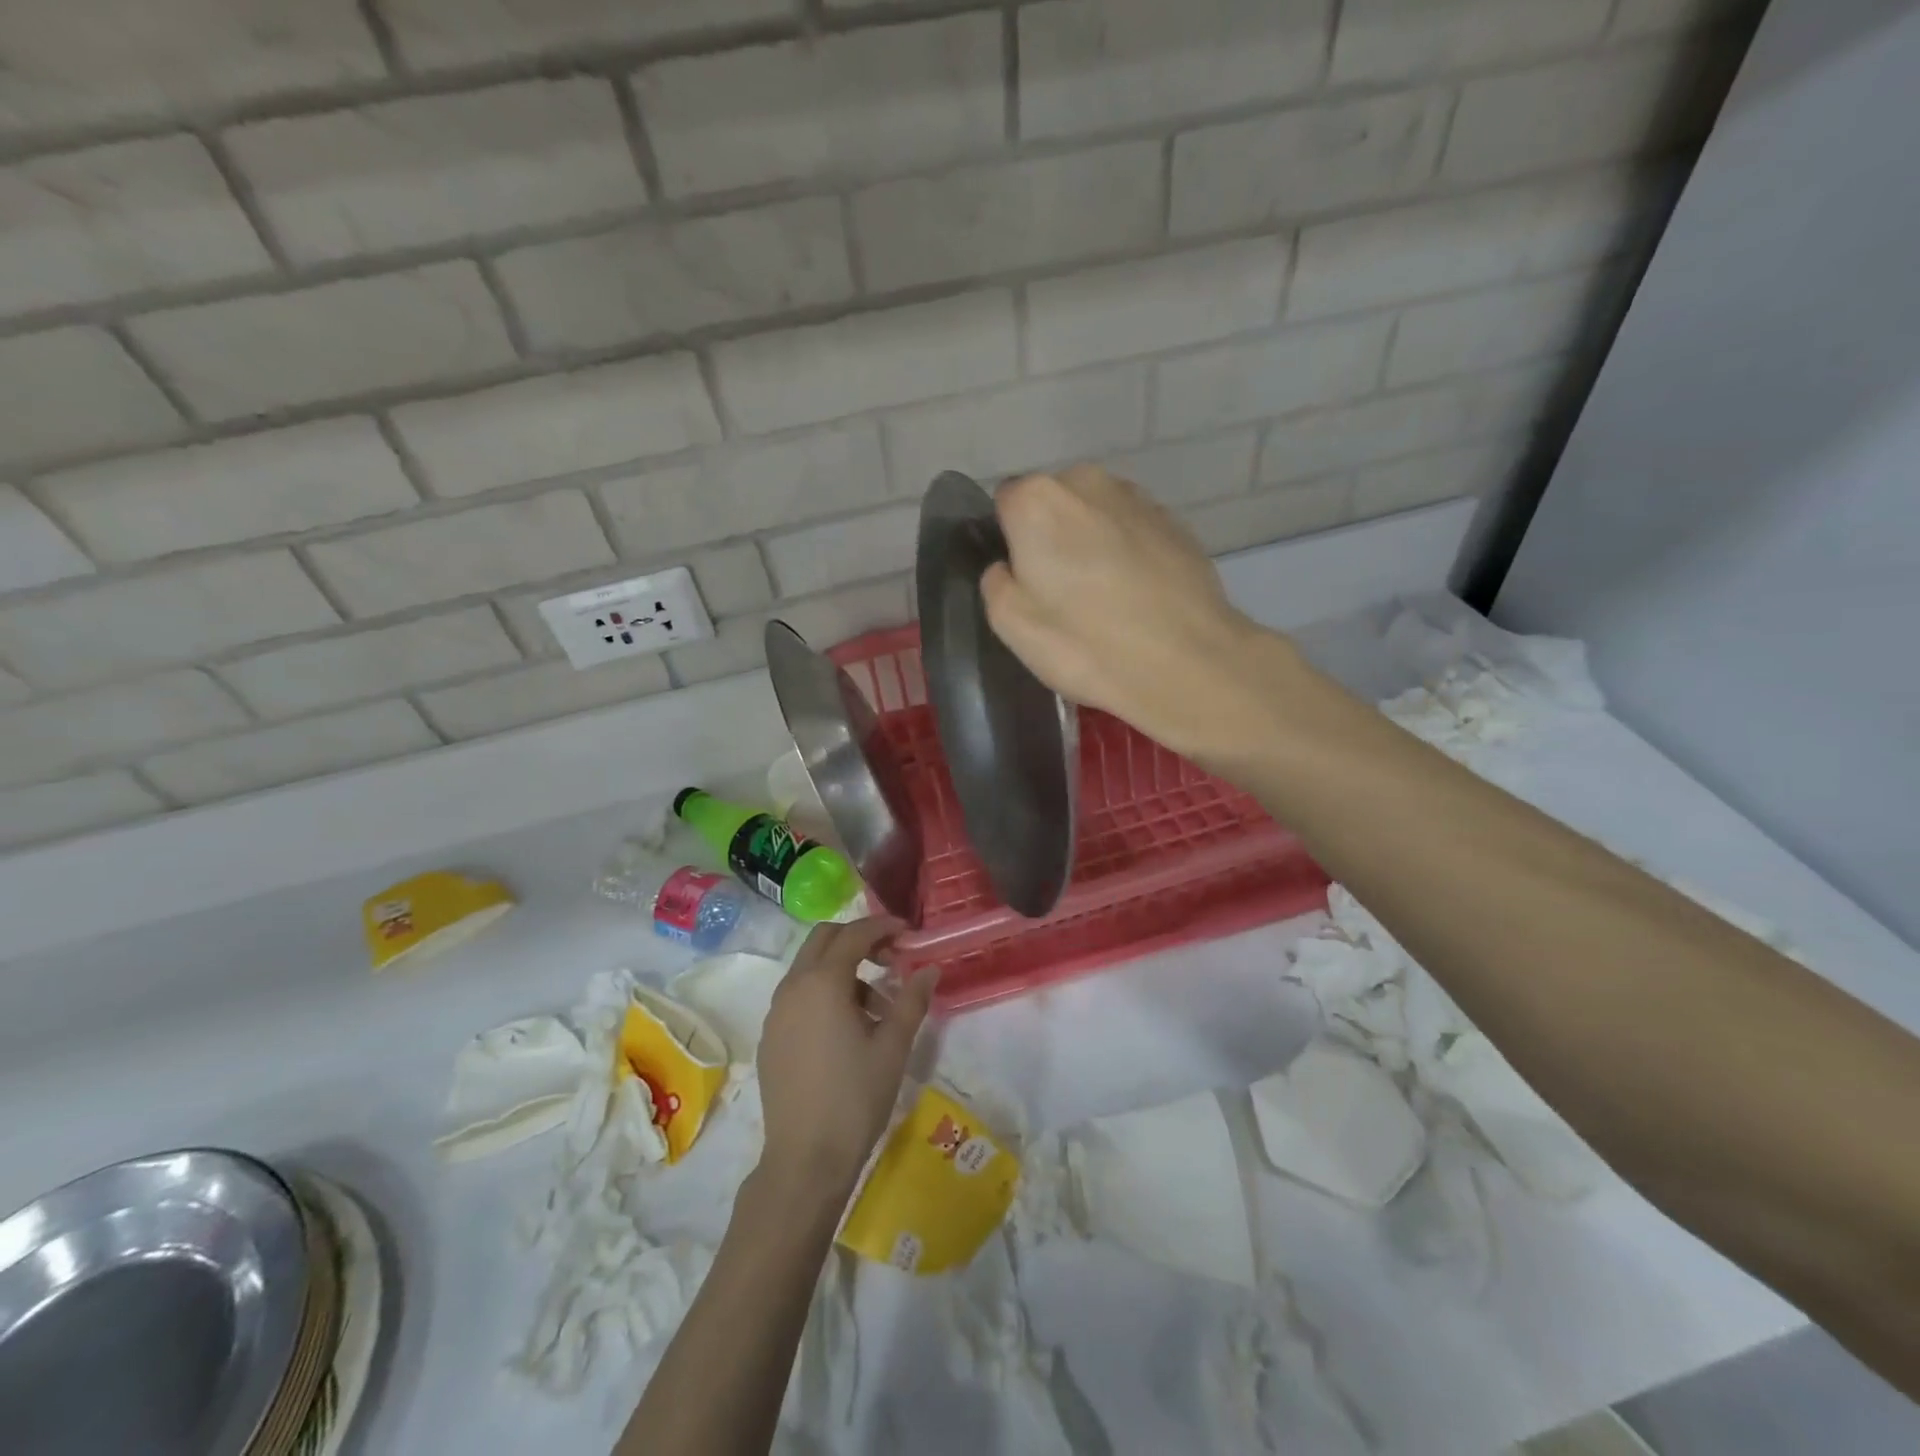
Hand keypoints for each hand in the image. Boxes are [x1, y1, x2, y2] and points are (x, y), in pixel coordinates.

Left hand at [754, 920, 937, 1200]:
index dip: (883, 927)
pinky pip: (798, 996)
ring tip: (877, 1007)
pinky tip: (847, 1029)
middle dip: (858, 940)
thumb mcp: (893, 1046)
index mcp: (822, 982)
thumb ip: (912, 999)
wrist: (805, 1159)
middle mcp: (793, 987)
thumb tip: (930, 969)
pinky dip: (823, 993)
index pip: (854, 934)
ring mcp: (776, 1012)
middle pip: (824, 939)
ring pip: (809, 968)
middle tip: (891, 959)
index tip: (909, 933)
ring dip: (842, 969)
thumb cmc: (855, 1097)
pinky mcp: (770, 1037)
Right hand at [981, 465, 1289, 760]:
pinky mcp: (1176, 522)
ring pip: (1096, 516)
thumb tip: (1008, 566)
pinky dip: (1129, 555)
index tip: (1023, 582)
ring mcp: (1138, 498)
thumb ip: (996, 582)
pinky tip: (1138, 599)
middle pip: (1053, 504)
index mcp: (1037, 500)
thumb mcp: (1011, 624)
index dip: (1009, 542)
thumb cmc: (1086, 644)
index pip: (1005, 503)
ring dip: (1092, 544)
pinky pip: (1133, 532)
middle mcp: (1087, 481)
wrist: (1188, 662)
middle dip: (1052, 538)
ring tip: (1105, 600)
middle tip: (1062, 595)